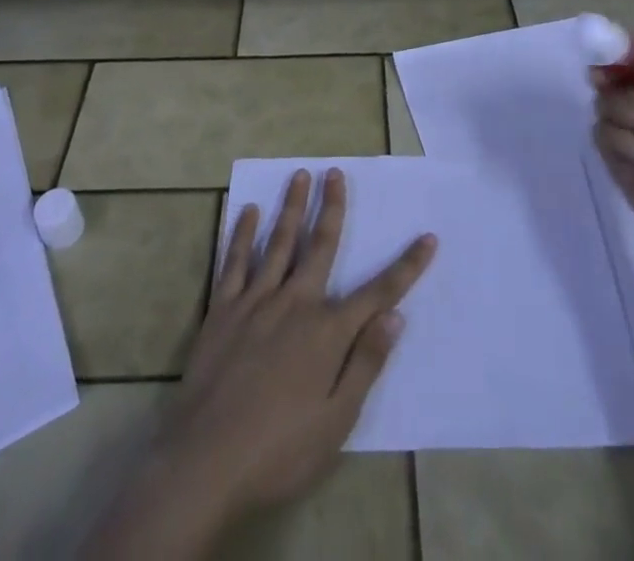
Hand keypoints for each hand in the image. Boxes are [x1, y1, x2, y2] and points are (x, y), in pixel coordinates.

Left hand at [161, 168, 435, 521]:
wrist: (206, 460)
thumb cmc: (279, 451)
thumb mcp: (336, 422)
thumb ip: (365, 364)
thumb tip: (396, 317)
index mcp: (326, 332)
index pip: (377, 293)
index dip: (406, 266)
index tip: (428, 238)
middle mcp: (294, 303)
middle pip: (320, 246)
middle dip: (331, 207)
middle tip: (335, 172)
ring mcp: (255, 301)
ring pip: (278, 242)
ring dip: (291, 207)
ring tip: (299, 175)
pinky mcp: (222, 309)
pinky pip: (235, 261)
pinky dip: (242, 233)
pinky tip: (248, 212)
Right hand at [592, 33, 633, 278]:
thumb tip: (625, 35)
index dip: (626, 45)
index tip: (612, 46)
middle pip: (617, 72)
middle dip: (610, 72)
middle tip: (603, 77)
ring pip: (604, 101)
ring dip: (619, 107)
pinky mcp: (619, 162)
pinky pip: (600, 133)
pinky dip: (617, 139)